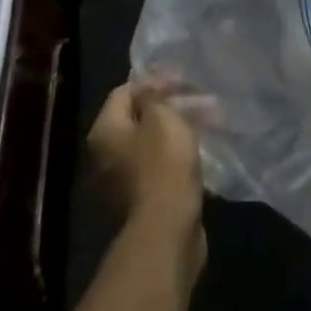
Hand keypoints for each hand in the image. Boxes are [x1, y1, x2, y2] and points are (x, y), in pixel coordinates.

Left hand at [88, 80, 204, 261]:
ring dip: (176, 132)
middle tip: (200, 102)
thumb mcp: (162, 117)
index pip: (124, 91)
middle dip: (170, 107)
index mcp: (104, 132)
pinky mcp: (140, 203)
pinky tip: (200, 154)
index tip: (183, 80)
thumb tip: (152, 89)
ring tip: (207, 125)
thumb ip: (155, 96)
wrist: (166, 230)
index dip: (154, 81)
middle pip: (137, 119)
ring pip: (150, 145)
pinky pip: (158, 169)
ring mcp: (120, 183)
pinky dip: (177, 158)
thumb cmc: (163, 164)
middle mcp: (104, 156)